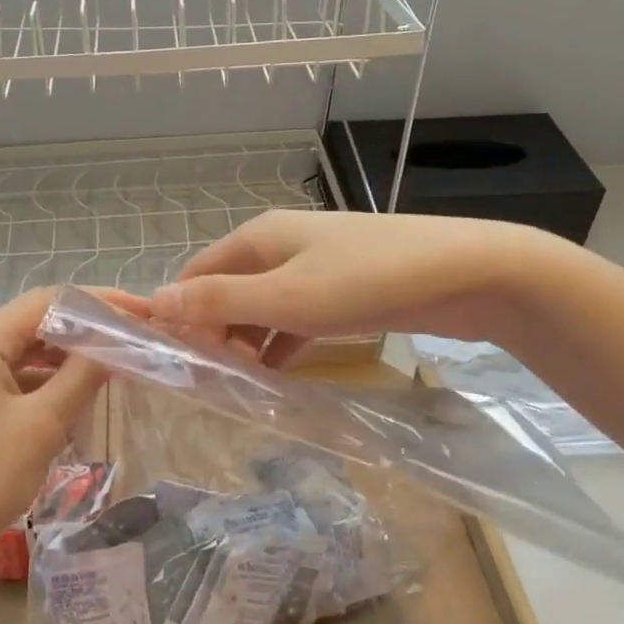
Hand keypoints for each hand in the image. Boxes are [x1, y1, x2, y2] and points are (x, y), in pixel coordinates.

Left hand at [0, 288, 104, 593]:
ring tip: (107, 364)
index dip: (98, 303)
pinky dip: (36, 378)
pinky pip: (2, 373)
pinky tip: (67, 393)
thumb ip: (83, 375)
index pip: (46, 302)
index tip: (140, 313)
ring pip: (17, 348)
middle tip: (129, 338)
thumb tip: (116, 343)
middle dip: (81, 328)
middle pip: (30, 321)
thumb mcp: (42, 426)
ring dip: (60, 355)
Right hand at [150, 210, 566, 366]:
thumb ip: (220, 302)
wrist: (470, 272)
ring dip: (247, 341)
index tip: (175, 363)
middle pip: (227, 288)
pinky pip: (296, 316)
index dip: (180, 313)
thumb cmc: (368, 281)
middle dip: (214, 332)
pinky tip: (277, 375)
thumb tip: (153, 301)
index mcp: (258, 238)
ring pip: (262, 305)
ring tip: (238, 386)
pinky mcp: (344, 288)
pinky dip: (282, 342)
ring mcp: (315, 265)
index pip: (196, 273)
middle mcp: (280, 245)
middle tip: (210, 382)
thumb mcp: (286, 297)